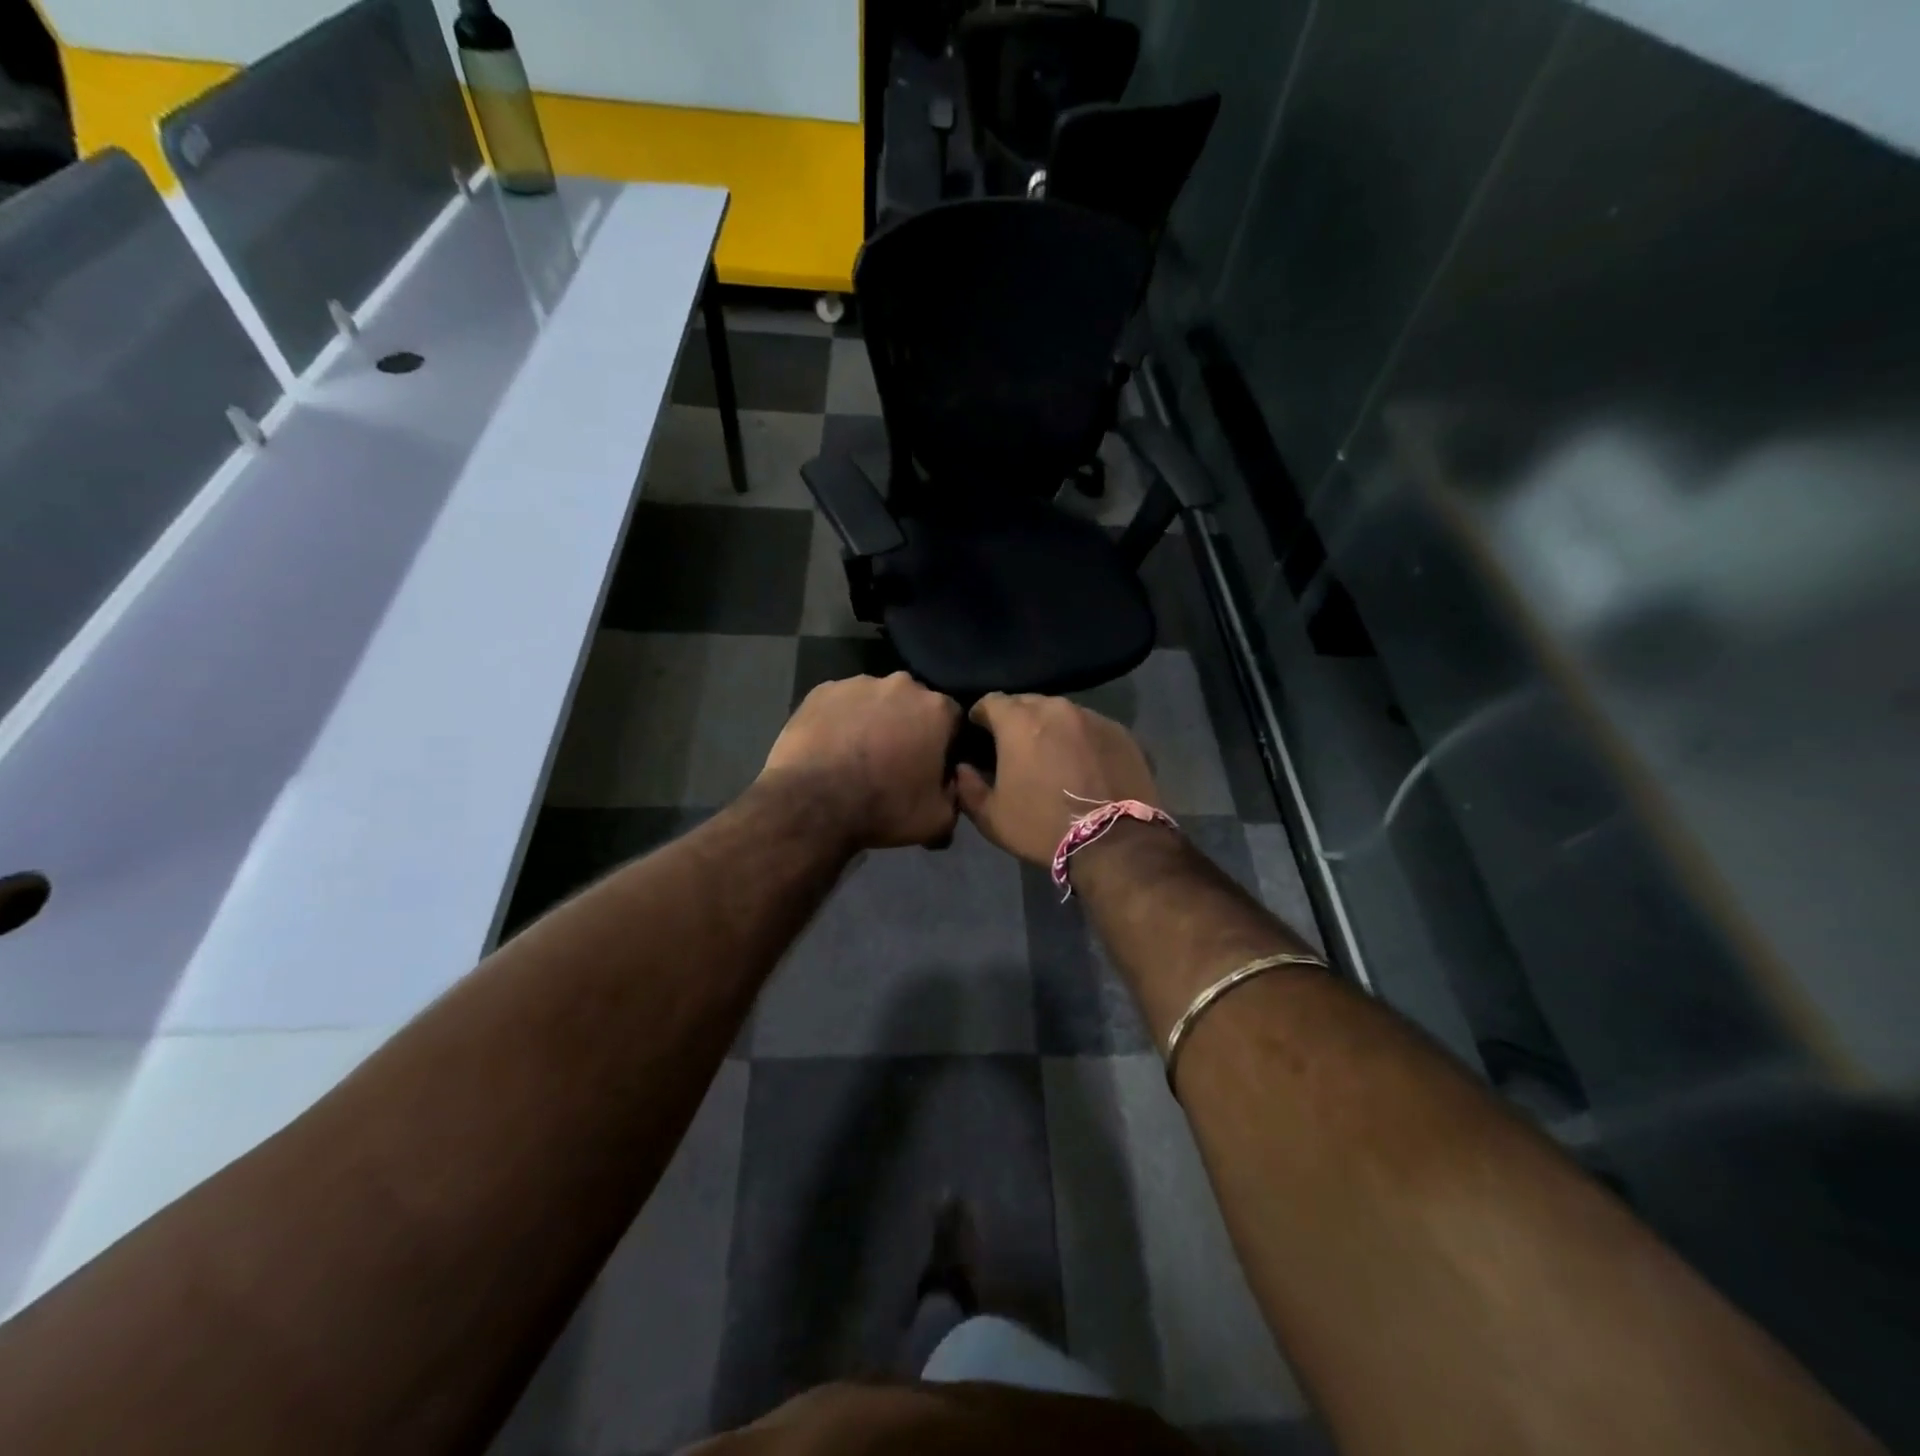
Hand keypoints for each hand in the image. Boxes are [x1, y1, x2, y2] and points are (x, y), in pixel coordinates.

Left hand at [761, 673, 961, 849]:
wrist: (814, 802)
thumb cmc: (884, 807)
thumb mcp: (938, 819)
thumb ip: (955, 796)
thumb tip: (950, 787)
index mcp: (937, 709)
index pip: (953, 720)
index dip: (945, 743)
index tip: (933, 765)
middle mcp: (901, 685)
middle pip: (913, 704)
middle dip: (909, 726)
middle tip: (895, 760)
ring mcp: (858, 683)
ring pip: (875, 700)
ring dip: (874, 721)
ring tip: (858, 755)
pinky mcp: (822, 690)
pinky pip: (840, 704)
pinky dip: (841, 720)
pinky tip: (832, 747)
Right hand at [955, 694, 1160, 866]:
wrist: (1114, 842)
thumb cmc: (1042, 827)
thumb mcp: (991, 817)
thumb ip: (968, 787)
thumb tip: (962, 768)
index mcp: (1019, 722)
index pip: (991, 701)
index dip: (981, 715)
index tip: (979, 733)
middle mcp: (1056, 708)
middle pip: (1027, 702)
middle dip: (1016, 719)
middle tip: (1014, 746)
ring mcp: (1092, 717)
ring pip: (1061, 712)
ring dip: (1050, 727)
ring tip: (1050, 753)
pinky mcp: (1120, 732)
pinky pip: (1090, 726)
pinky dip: (1080, 738)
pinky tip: (1082, 762)